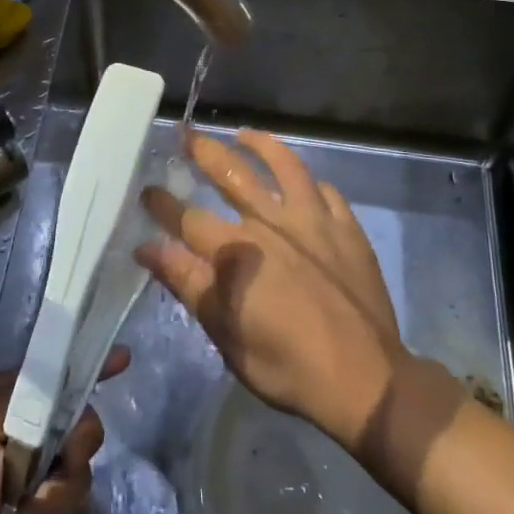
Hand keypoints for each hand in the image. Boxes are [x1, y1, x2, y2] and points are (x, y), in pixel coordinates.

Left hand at [0, 349, 128, 513]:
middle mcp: (12, 450)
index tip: (123, 361)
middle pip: (74, 434)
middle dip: (67, 460)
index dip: (82, 372)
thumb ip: (21, 397)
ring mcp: (26, 499)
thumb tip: (58, 392)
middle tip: (50, 476)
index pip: (47, 380)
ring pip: (76, 485)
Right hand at [137, 128, 407, 449]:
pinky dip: (309, 182)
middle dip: (204, 152)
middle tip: (187, 134)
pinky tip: (303, 181)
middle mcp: (271, 223)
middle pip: (232, 174)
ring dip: (261, 145)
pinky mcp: (346, 229)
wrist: (366, 379)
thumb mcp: (225, 333)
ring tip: (244, 134)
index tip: (147, 189)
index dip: (163, 204)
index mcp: (237, 251)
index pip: (188, 219)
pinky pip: (326, 192)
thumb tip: (147, 248)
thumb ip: (188, 283)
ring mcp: (314, 221)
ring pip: (284, 166)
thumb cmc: (287, 366)